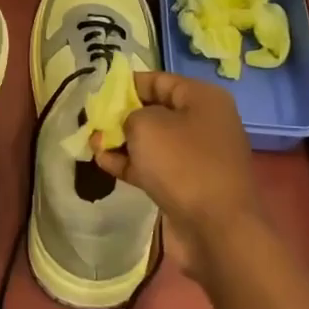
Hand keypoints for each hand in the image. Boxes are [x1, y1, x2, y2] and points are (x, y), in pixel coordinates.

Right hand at [91, 71, 268, 271]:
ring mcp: (197, 155)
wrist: (216, 229)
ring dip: (122, 141)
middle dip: (121, 116)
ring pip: (152, 141)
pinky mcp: (188, 184)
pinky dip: (131, 163)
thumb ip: (127, 115)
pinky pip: (154, 166)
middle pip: (154, 110)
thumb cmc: (182, 164)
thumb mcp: (146, 125)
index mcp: (202, 99)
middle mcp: (204, 122)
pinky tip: (103, 163)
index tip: (98, 93)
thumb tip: (126, 124)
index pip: (158, 80)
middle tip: (92, 121)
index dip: (126, 84)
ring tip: (93, 144)